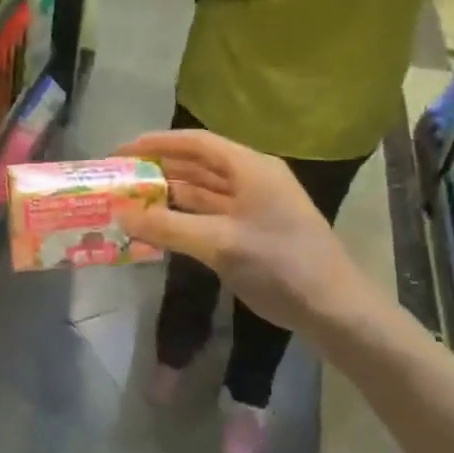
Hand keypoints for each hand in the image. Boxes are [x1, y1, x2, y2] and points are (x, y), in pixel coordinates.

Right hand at [116, 130, 377, 335]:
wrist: (334, 309)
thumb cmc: (280, 265)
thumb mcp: (219, 244)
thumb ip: (167, 227)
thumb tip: (120, 215)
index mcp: (251, 168)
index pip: (196, 143)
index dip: (156, 143)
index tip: (120, 152)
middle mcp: (252, 179)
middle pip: (198, 164)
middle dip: (159, 169)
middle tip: (120, 179)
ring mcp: (255, 207)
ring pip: (203, 191)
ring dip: (169, 194)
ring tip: (131, 200)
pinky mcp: (254, 231)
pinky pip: (210, 214)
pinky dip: (184, 217)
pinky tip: (159, 227)